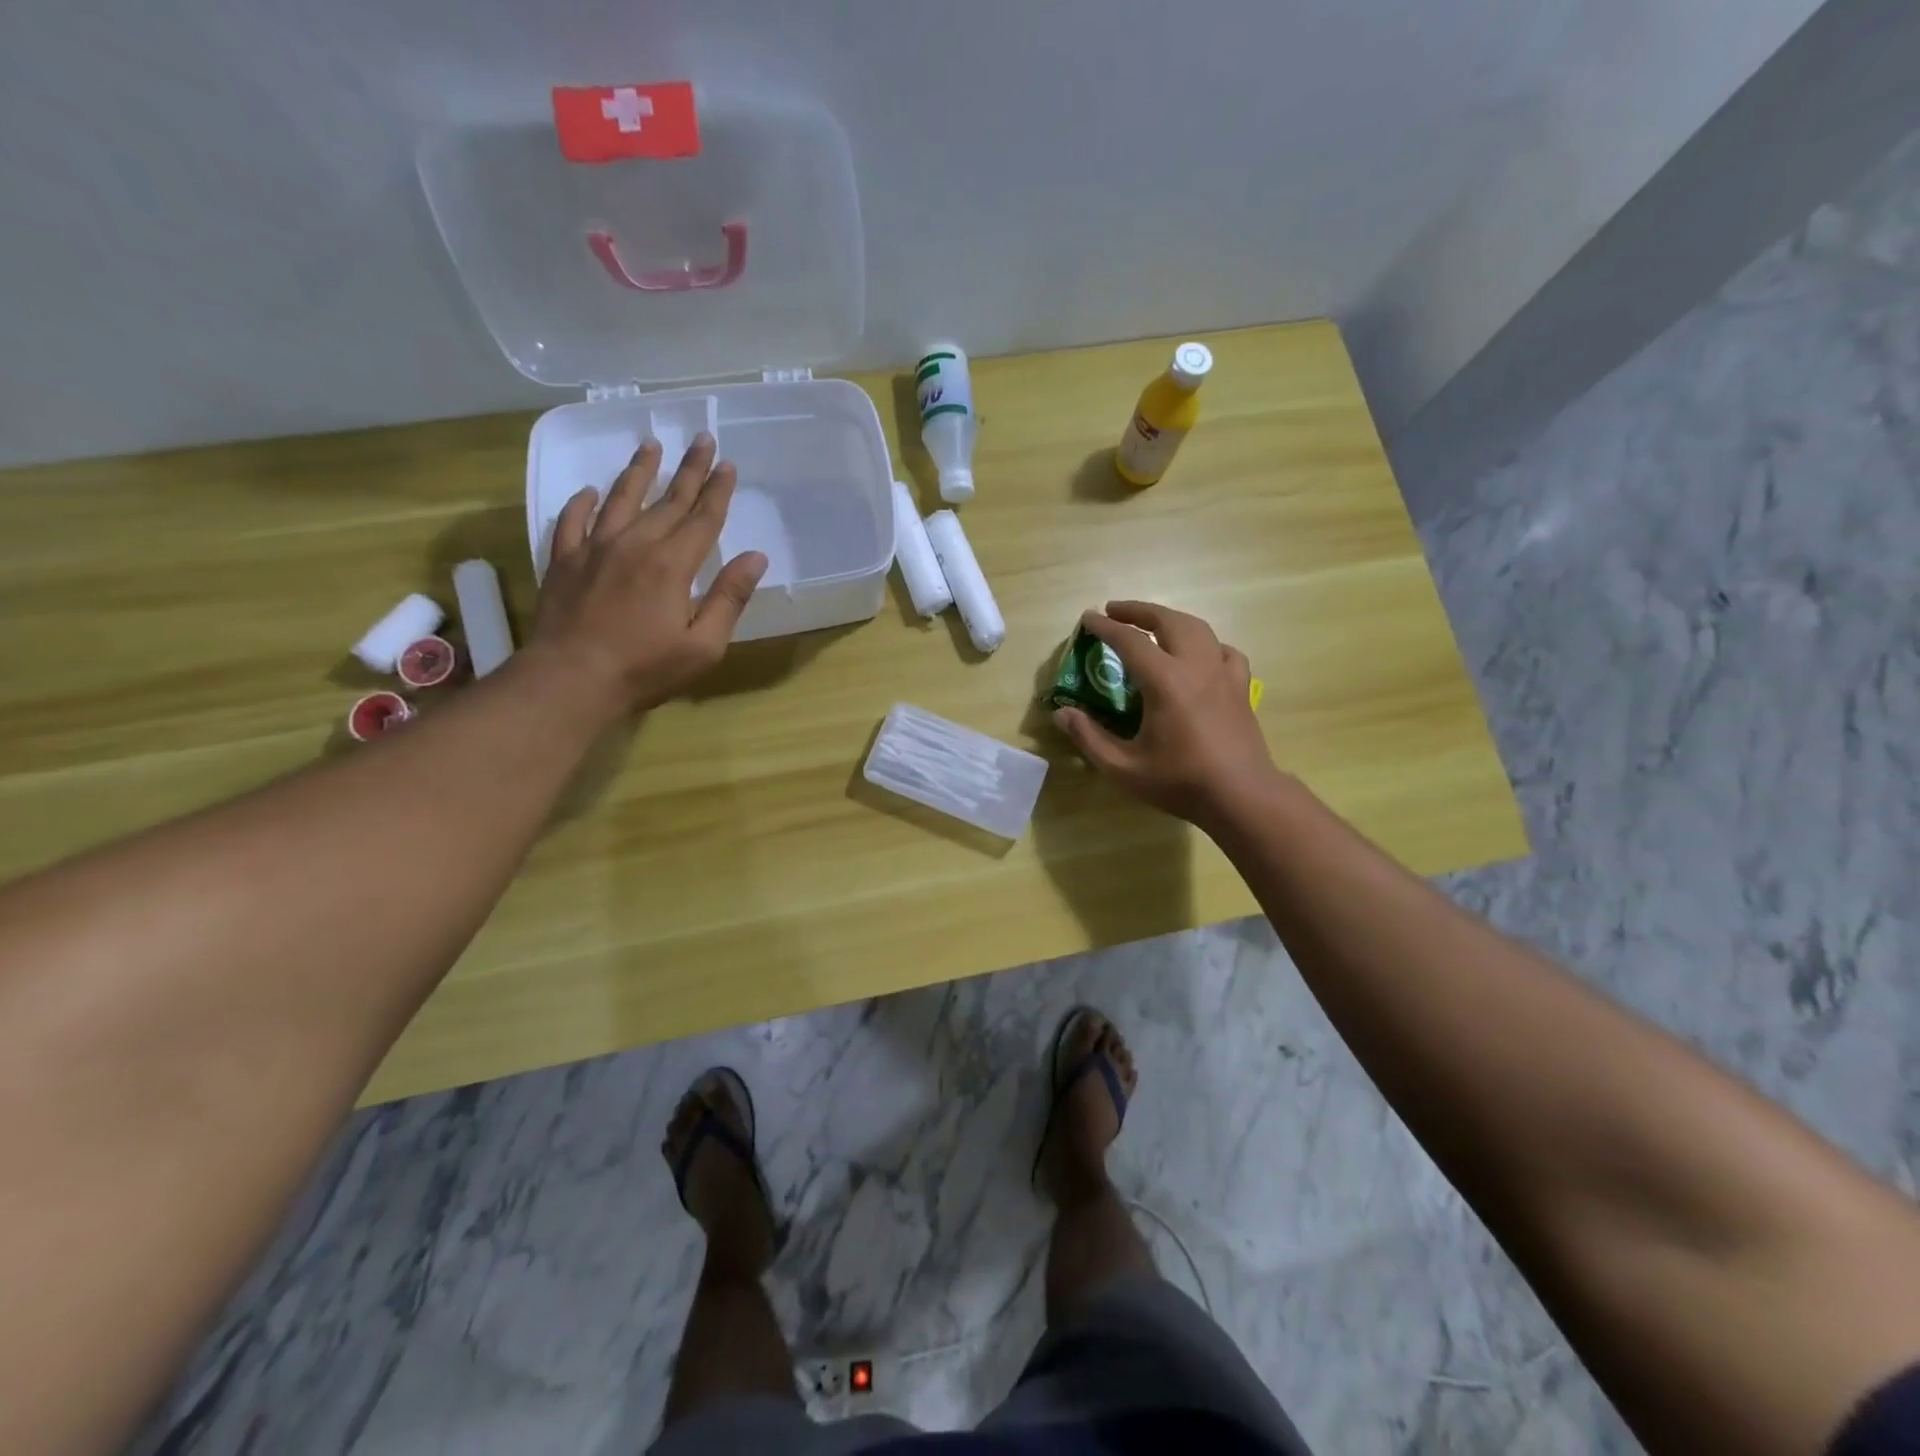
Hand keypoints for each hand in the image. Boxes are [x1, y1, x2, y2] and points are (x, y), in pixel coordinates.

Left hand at [529, 434, 766, 717]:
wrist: (569, 680)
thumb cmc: (645, 669)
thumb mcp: (703, 645)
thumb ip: (729, 598)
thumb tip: (755, 558)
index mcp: (672, 564)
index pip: (702, 518)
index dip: (717, 491)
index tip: (728, 464)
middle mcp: (635, 544)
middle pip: (667, 500)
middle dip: (688, 469)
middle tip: (701, 438)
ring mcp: (594, 549)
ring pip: (620, 499)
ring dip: (639, 471)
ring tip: (650, 445)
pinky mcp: (564, 562)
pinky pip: (572, 521)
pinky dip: (582, 503)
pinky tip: (589, 492)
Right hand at [1052, 601, 1278, 830]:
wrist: (1242, 796)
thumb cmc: (1181, 782)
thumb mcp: (1124, 768)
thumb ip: (1089, 738)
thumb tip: (1062, 714)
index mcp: (1165, 681)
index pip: (1130, 641)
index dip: (1106, 627)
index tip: (1088, 618)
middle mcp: (1196, 666)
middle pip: (1168, 621)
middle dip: (1139, 611)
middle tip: (1115, 611)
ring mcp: (1223, 674)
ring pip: (1198, 628)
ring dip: (1171, 619)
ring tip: (1152, 625)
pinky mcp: (1241, 687)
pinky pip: (1223, 650)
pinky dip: (1205, 643)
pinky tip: (1198, 655)